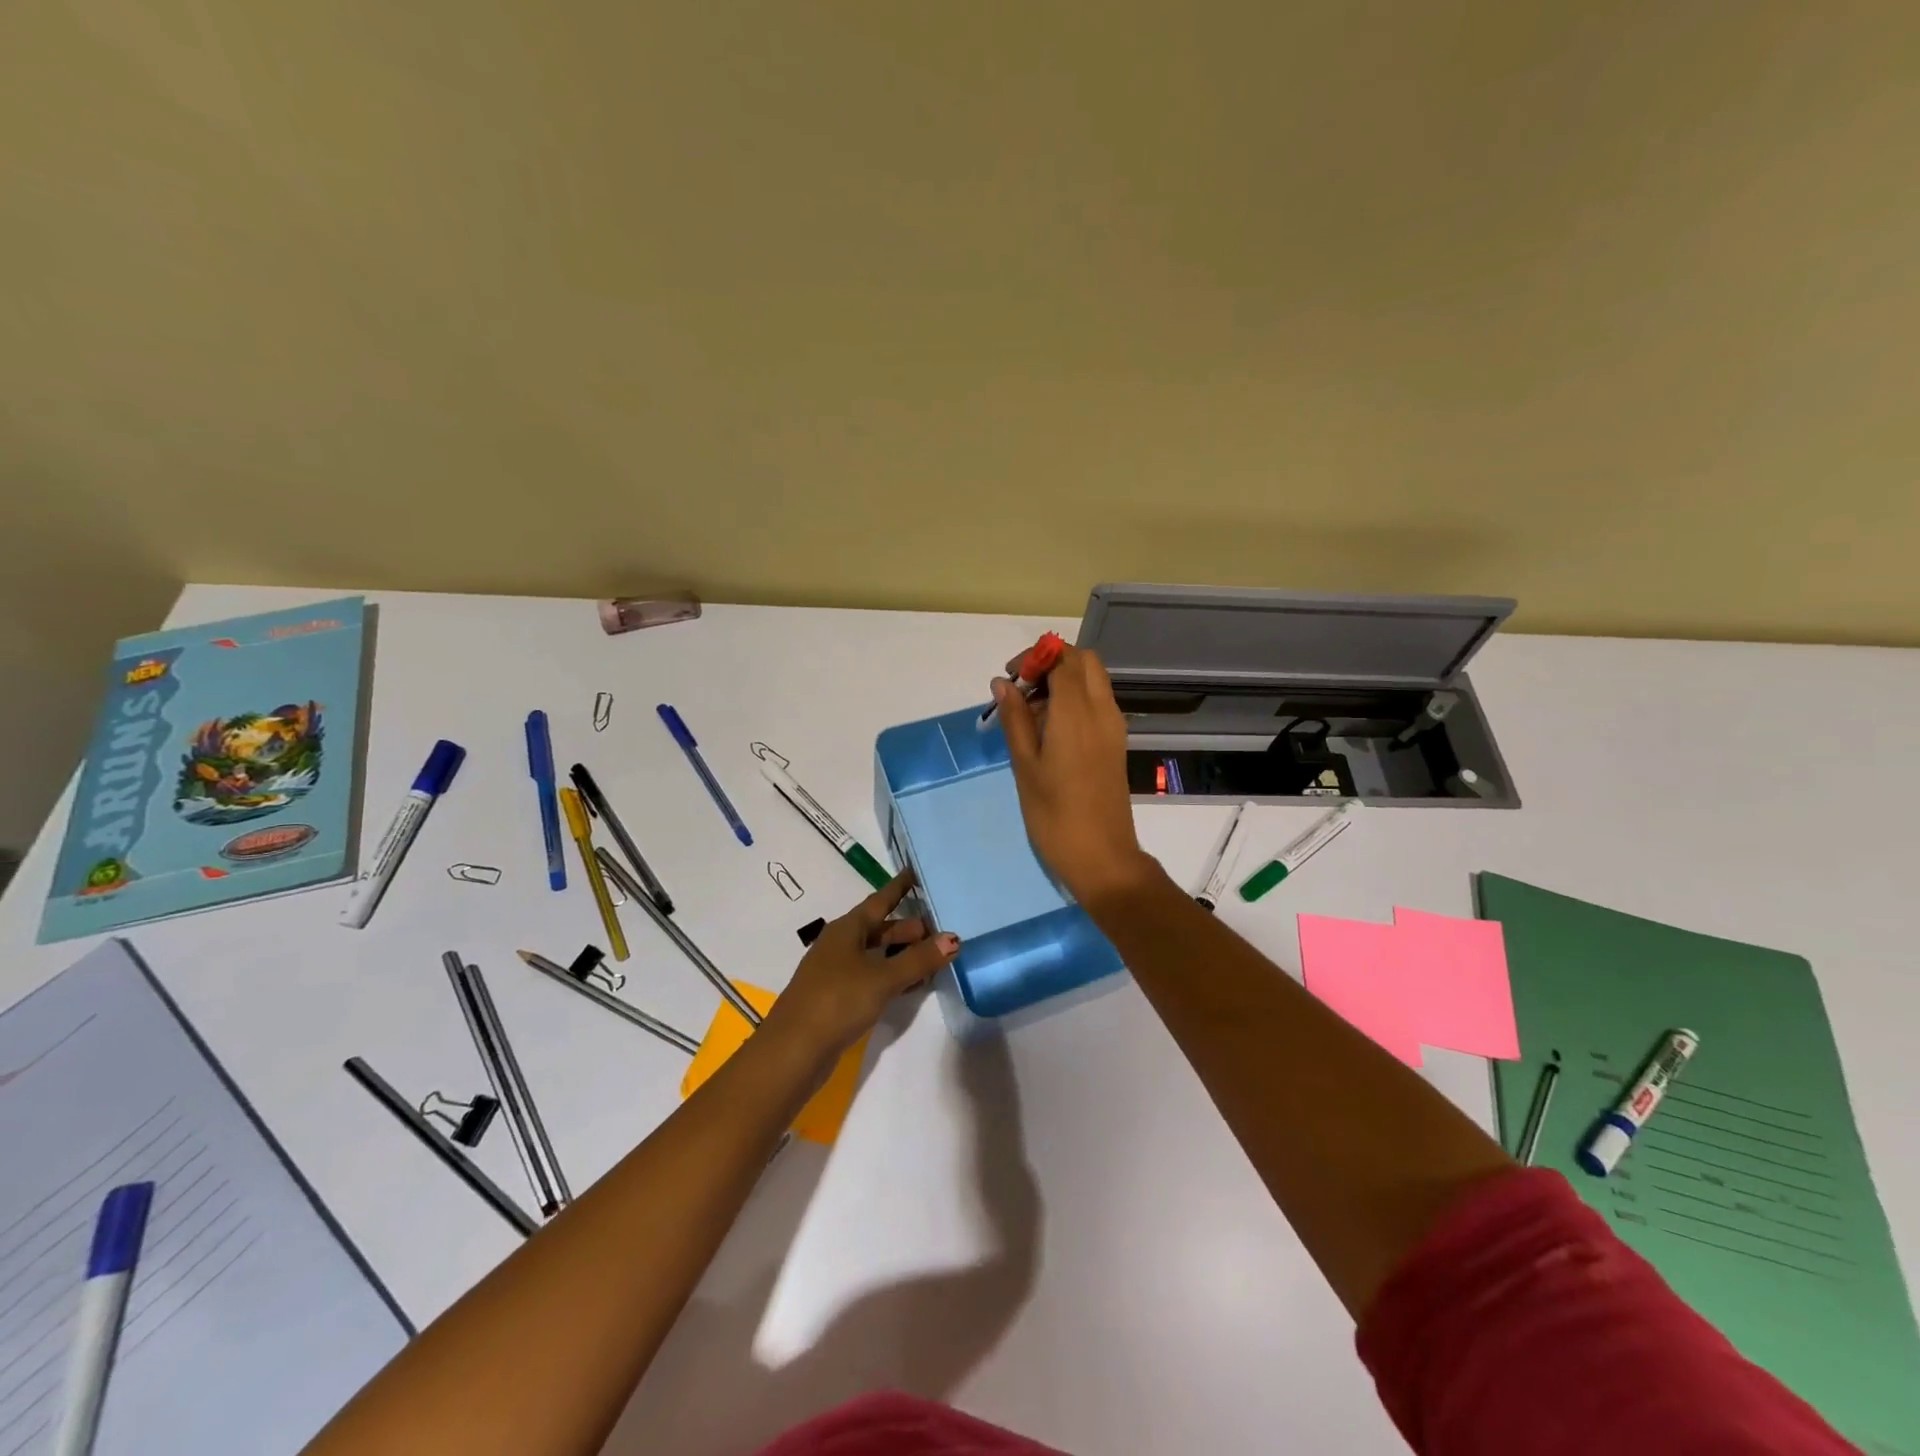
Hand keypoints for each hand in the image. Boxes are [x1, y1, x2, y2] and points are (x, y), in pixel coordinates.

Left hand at [762, 870, 958, 1062]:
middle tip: (941, 926)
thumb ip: (919, 959)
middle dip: (909, 927)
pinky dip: (894, 975)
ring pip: (877, 954)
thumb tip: (954, 938)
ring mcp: (837, 972)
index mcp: (847, 929)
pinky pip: (873, 976)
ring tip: (935, 955)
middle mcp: (841, 945)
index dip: (900, 887)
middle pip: (880, 928)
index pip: (880, 900)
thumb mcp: (883, 977)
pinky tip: (913, 985)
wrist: (794, 1051)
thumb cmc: (837, 1001)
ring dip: (903, 954)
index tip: (917, 871)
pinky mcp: (838, 998)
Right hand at [995, 647, 1160, 907]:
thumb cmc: (1054, 814)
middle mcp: (1102, 710)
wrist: (1102, 857)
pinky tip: (1049, 730)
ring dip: (1062, 681)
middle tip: (1021, 690)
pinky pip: (1097, 703)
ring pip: (1092, 680)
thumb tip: (1003, 683)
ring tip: (1030, 713)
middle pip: (1083, 661)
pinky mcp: (1115, 743)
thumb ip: (1015, 719)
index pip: (1063, 658)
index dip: (1035, 657)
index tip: (1010, 679)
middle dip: (1051, 663)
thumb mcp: (1025, 765)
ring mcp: (1113, 727)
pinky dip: (1074, 700)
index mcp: (1077, 712)